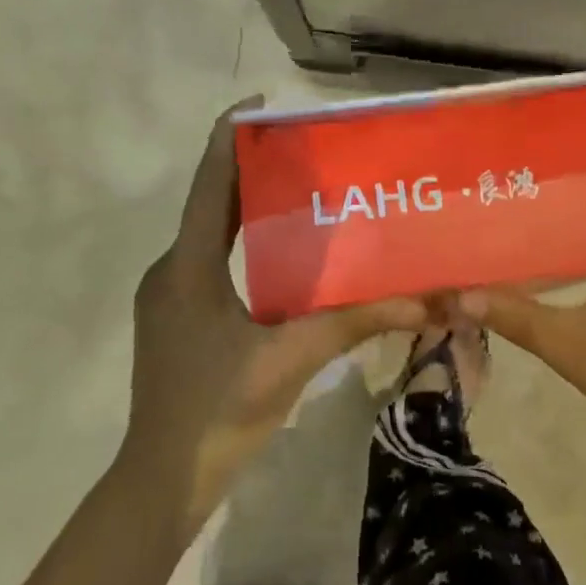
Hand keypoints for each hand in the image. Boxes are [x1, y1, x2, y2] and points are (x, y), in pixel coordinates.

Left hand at [127, 99, 425, 529]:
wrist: (163, 480)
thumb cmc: (217, 411)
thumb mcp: (290, 359)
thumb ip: (353, 322)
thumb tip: (422, 300)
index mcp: (187, 267)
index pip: (209, 184)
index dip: (229, 138)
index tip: (261, 103)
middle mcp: (171, 271)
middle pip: (211, 203)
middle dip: (251, 170)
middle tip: (304, 148)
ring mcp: (169, 296)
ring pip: (212, 235)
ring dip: (249, 208)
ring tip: (301, 189)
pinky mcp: (178, 319)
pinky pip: (212, 262)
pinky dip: (245, 244)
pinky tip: (285, 254)